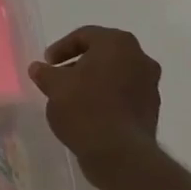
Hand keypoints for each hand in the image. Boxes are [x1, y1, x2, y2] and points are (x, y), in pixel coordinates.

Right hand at [29, 26, 161, 182]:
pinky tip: (90, 113)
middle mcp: (140, 58)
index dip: (61, 48)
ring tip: (73, 98)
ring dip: (95, 81)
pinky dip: (107, 98)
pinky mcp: (152, 109)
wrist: (120, 154)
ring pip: (116, 74)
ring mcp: (150, 85)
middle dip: (80, 64)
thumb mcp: (55, 87)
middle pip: (103, 54)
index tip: (47, 63)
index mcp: (117, 43)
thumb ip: (45, 73)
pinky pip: (124, 95)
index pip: (85, 35)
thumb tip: (38, 68)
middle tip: (60, 77)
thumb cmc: (85, 108)